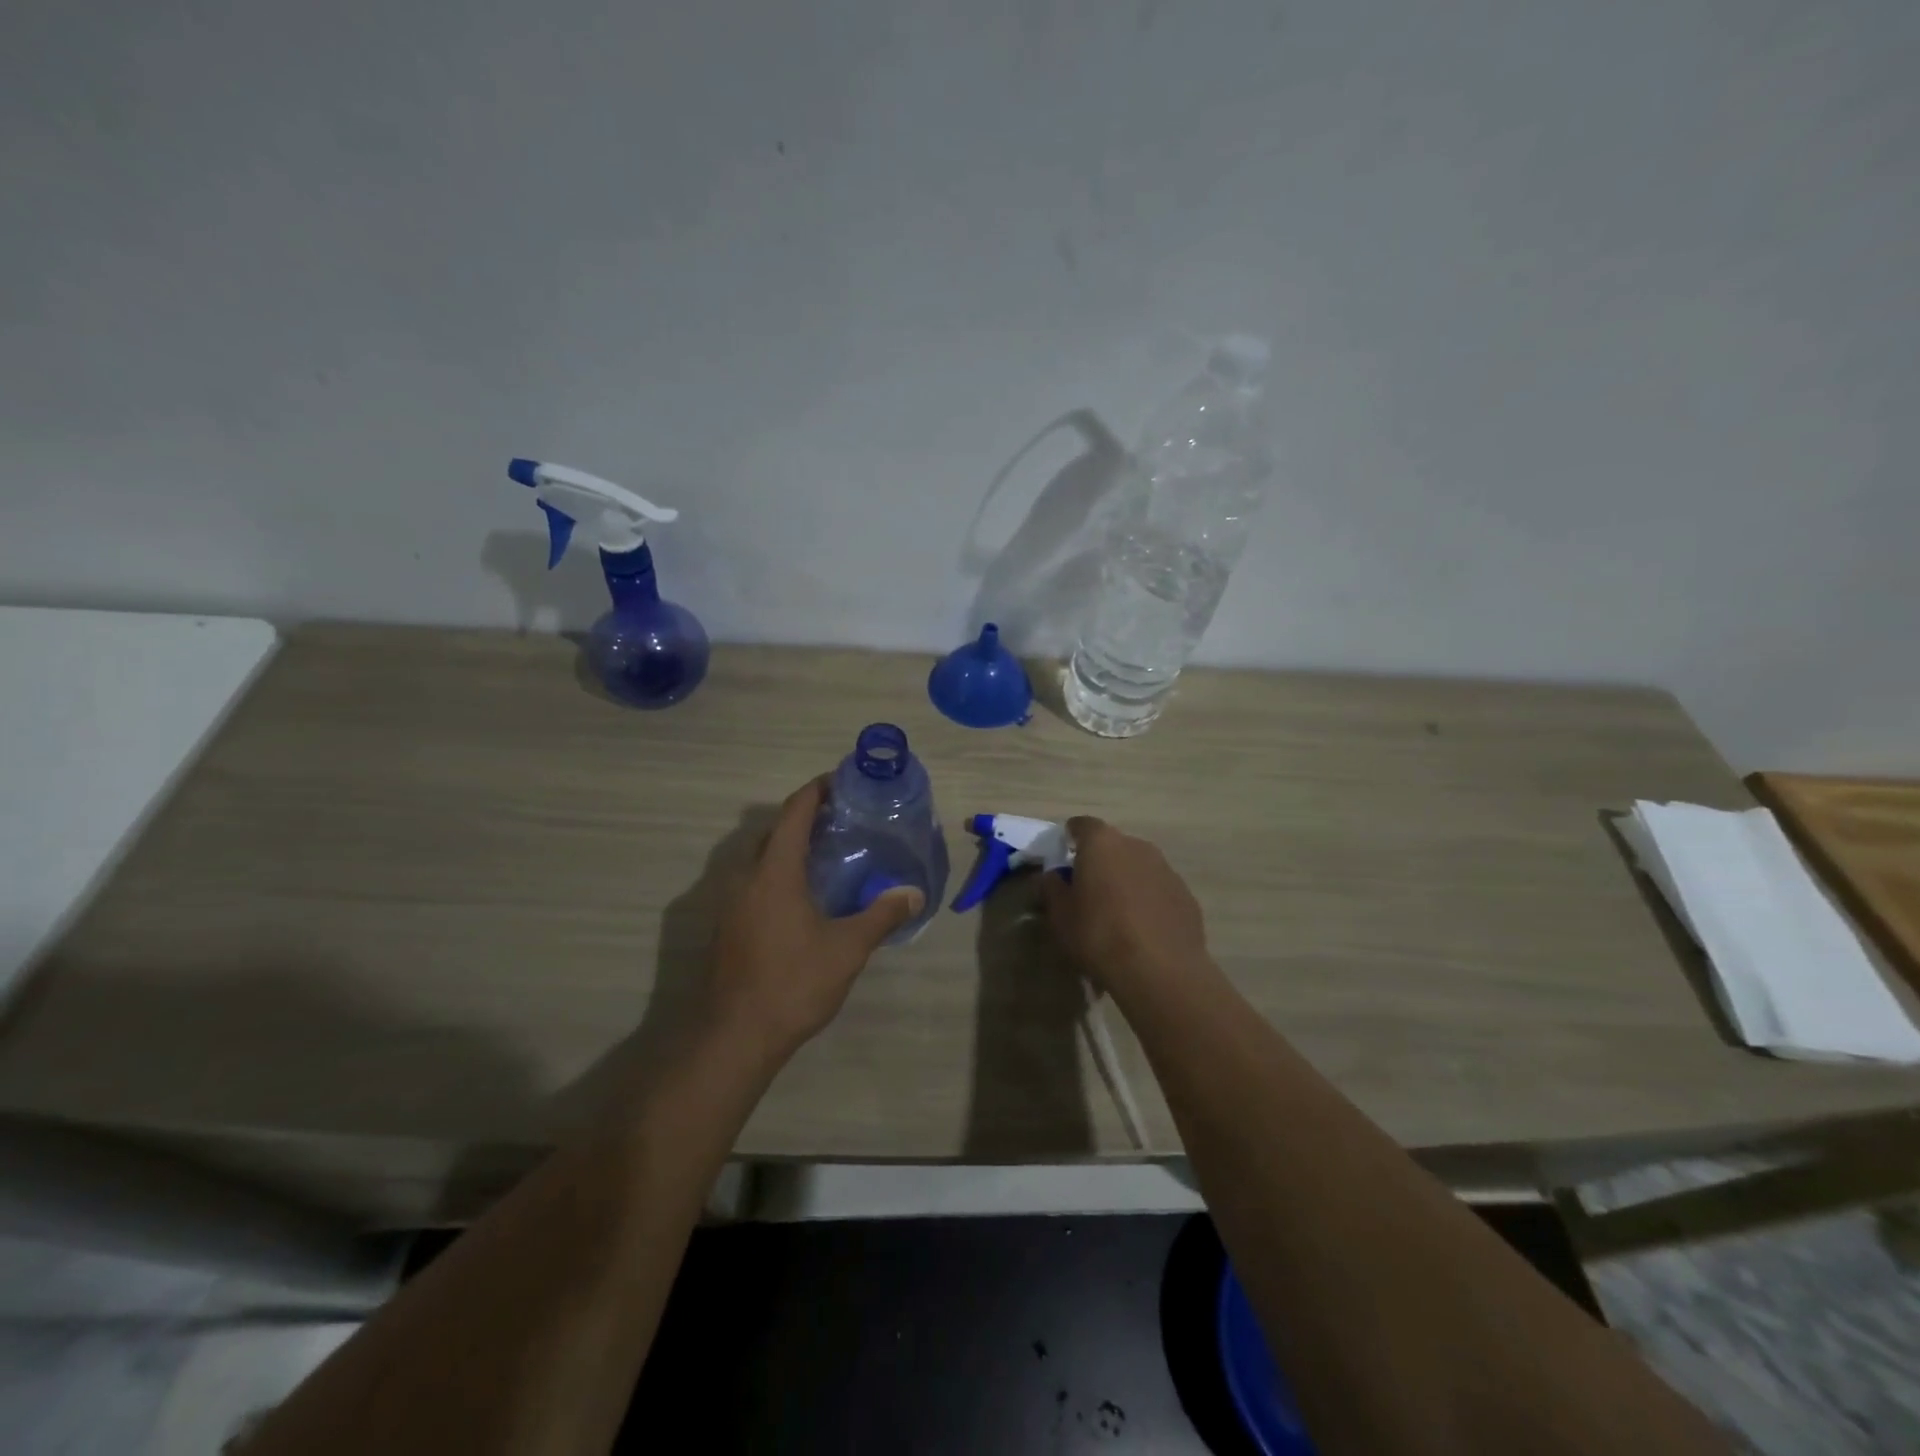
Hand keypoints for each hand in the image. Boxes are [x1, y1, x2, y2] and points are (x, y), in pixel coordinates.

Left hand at [705, 777, 924, 1059]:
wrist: (734, 1036)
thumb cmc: (793, 982)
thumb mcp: (847, 948)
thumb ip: (882, 915)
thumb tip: (914, 893)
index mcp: (775, 872)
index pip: (794, 813)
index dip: (816, 791)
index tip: (841, 782)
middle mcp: (746, 878)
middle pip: (773, 832)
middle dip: (804, 818)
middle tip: (841, 820)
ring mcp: (730, 904)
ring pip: (760, 859)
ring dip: (788, 847)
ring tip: (826, 856)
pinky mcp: (726, 927)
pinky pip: (753, 883)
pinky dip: (776, 874)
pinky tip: (802, 898)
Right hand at [1040, 817, 1210, 995]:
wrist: (1160, 970)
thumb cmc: (1099, 935)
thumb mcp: (1061, 916)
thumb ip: (1052, 889)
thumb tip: (1052, 876)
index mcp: (1102, 843)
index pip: (1081, 825)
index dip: (1070, 838)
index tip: (1063, 854)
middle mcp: (1136, 846)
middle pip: (1112, 845)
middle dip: (1100, 861)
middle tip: (1088, 889)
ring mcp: (1166, 869)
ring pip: (1138, 866)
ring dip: (1125, 880)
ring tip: (1116, 912)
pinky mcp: (1186, 894)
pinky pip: (1158, 889)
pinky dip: (1148, 900)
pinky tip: (1142, 929)